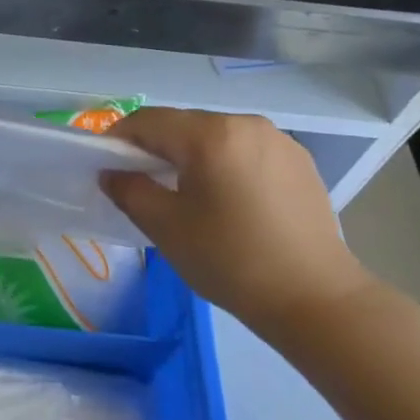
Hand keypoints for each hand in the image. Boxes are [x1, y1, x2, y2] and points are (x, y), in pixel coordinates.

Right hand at [101, 108, 375, 325]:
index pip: (149, 121)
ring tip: (186, 195)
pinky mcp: (300, 162)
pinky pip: (246, 151)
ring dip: (192, 156)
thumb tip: (112, 173)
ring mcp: (279, 140)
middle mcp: (246, 124)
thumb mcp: (166, 228)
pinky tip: (228, 202)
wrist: (314, 298)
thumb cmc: (230, 260)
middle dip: (156, 148)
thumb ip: (129, 191)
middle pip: (184, 125)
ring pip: (217, 137)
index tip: (105, 165)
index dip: (119, 138)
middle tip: (141, 183)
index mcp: (211, 135)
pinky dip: (225, 165)